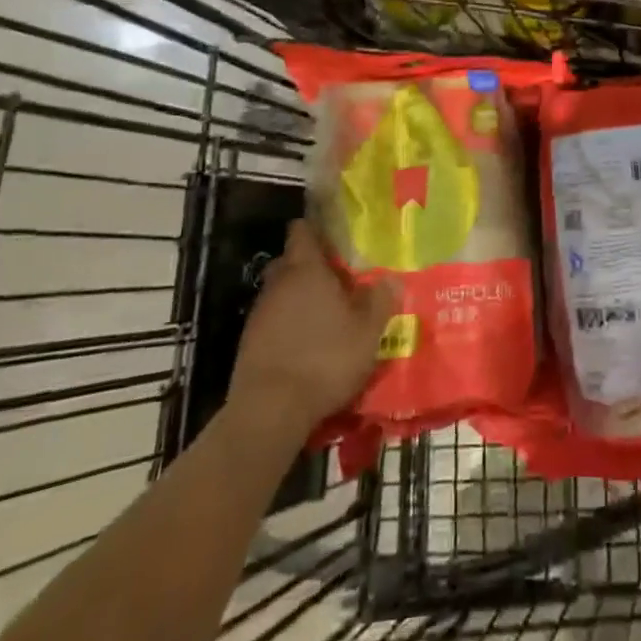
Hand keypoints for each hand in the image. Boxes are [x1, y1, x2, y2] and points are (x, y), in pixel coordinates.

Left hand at [226, 220, 396, 432]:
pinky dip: (288, 326)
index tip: (333, 236)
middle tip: (338, 280)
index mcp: (306, 270)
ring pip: (281, 293)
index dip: (316, 229)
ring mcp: (259, 314)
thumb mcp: (368, 331)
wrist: (269, 411)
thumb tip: (391, 278)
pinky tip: (306, 345)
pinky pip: (273, 321)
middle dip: (310, 267)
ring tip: (325, 316)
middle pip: (290, 262)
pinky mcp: (248, 344)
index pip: (302, 231)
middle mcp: (278, 284)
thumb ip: (380, 300)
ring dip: (299, 299)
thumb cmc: (325, 359)